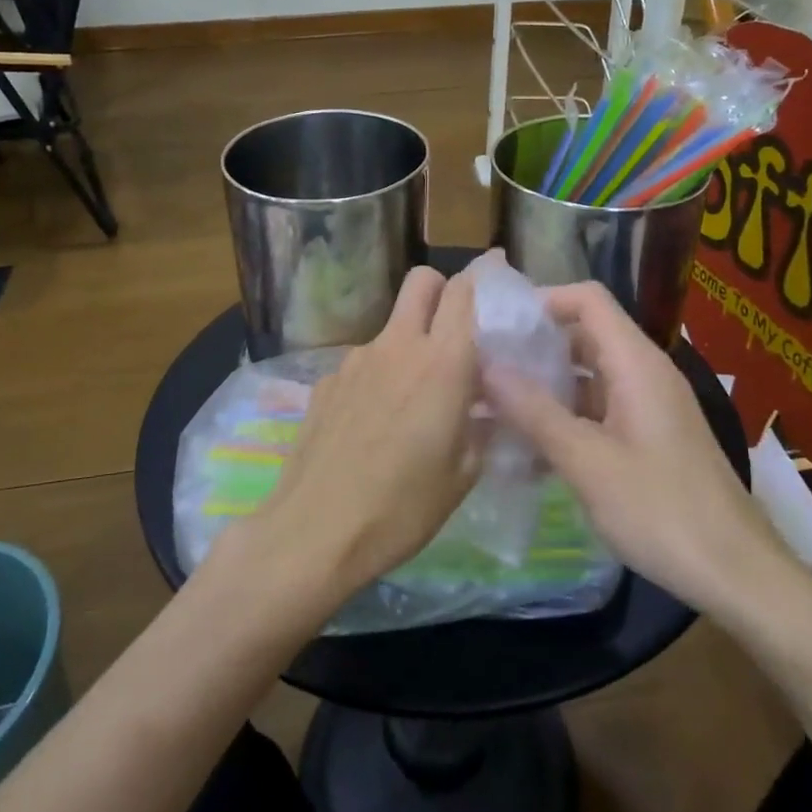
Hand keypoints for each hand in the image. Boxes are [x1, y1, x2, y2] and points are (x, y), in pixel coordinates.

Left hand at [242, 266, 480, 602]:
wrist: (314, 530)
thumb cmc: (403, 507)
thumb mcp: (463, 474)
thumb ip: (481, 425)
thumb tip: (487, 405)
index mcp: (443, 362)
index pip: (464, 290)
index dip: (483, 282)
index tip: (496, 295)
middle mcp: (399, 345)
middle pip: (422, 281)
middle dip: (442, 291)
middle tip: (454, 330)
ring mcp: (356, 359)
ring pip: (393, 325)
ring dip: (409, 343)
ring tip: (413, 399)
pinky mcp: (327, 380)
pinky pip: (364, 363)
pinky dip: (378, 378)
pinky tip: (374, 424)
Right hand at [482, 282, 793, 609]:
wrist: (738, 576)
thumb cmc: (662, 511)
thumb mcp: (587, 462)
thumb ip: (535, 412)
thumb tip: (487, 366)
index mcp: (636, 363)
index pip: (588, 299)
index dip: (542, 301)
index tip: (498, 326)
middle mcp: (644, 373)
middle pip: (584, 334)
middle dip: (534, 347)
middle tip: (484, 367)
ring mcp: (649, 406)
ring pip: (588, 375)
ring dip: (545, 387)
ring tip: (494, 408)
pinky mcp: (650, 437)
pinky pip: (599, 409)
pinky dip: (565, 418)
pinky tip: (528, 449)